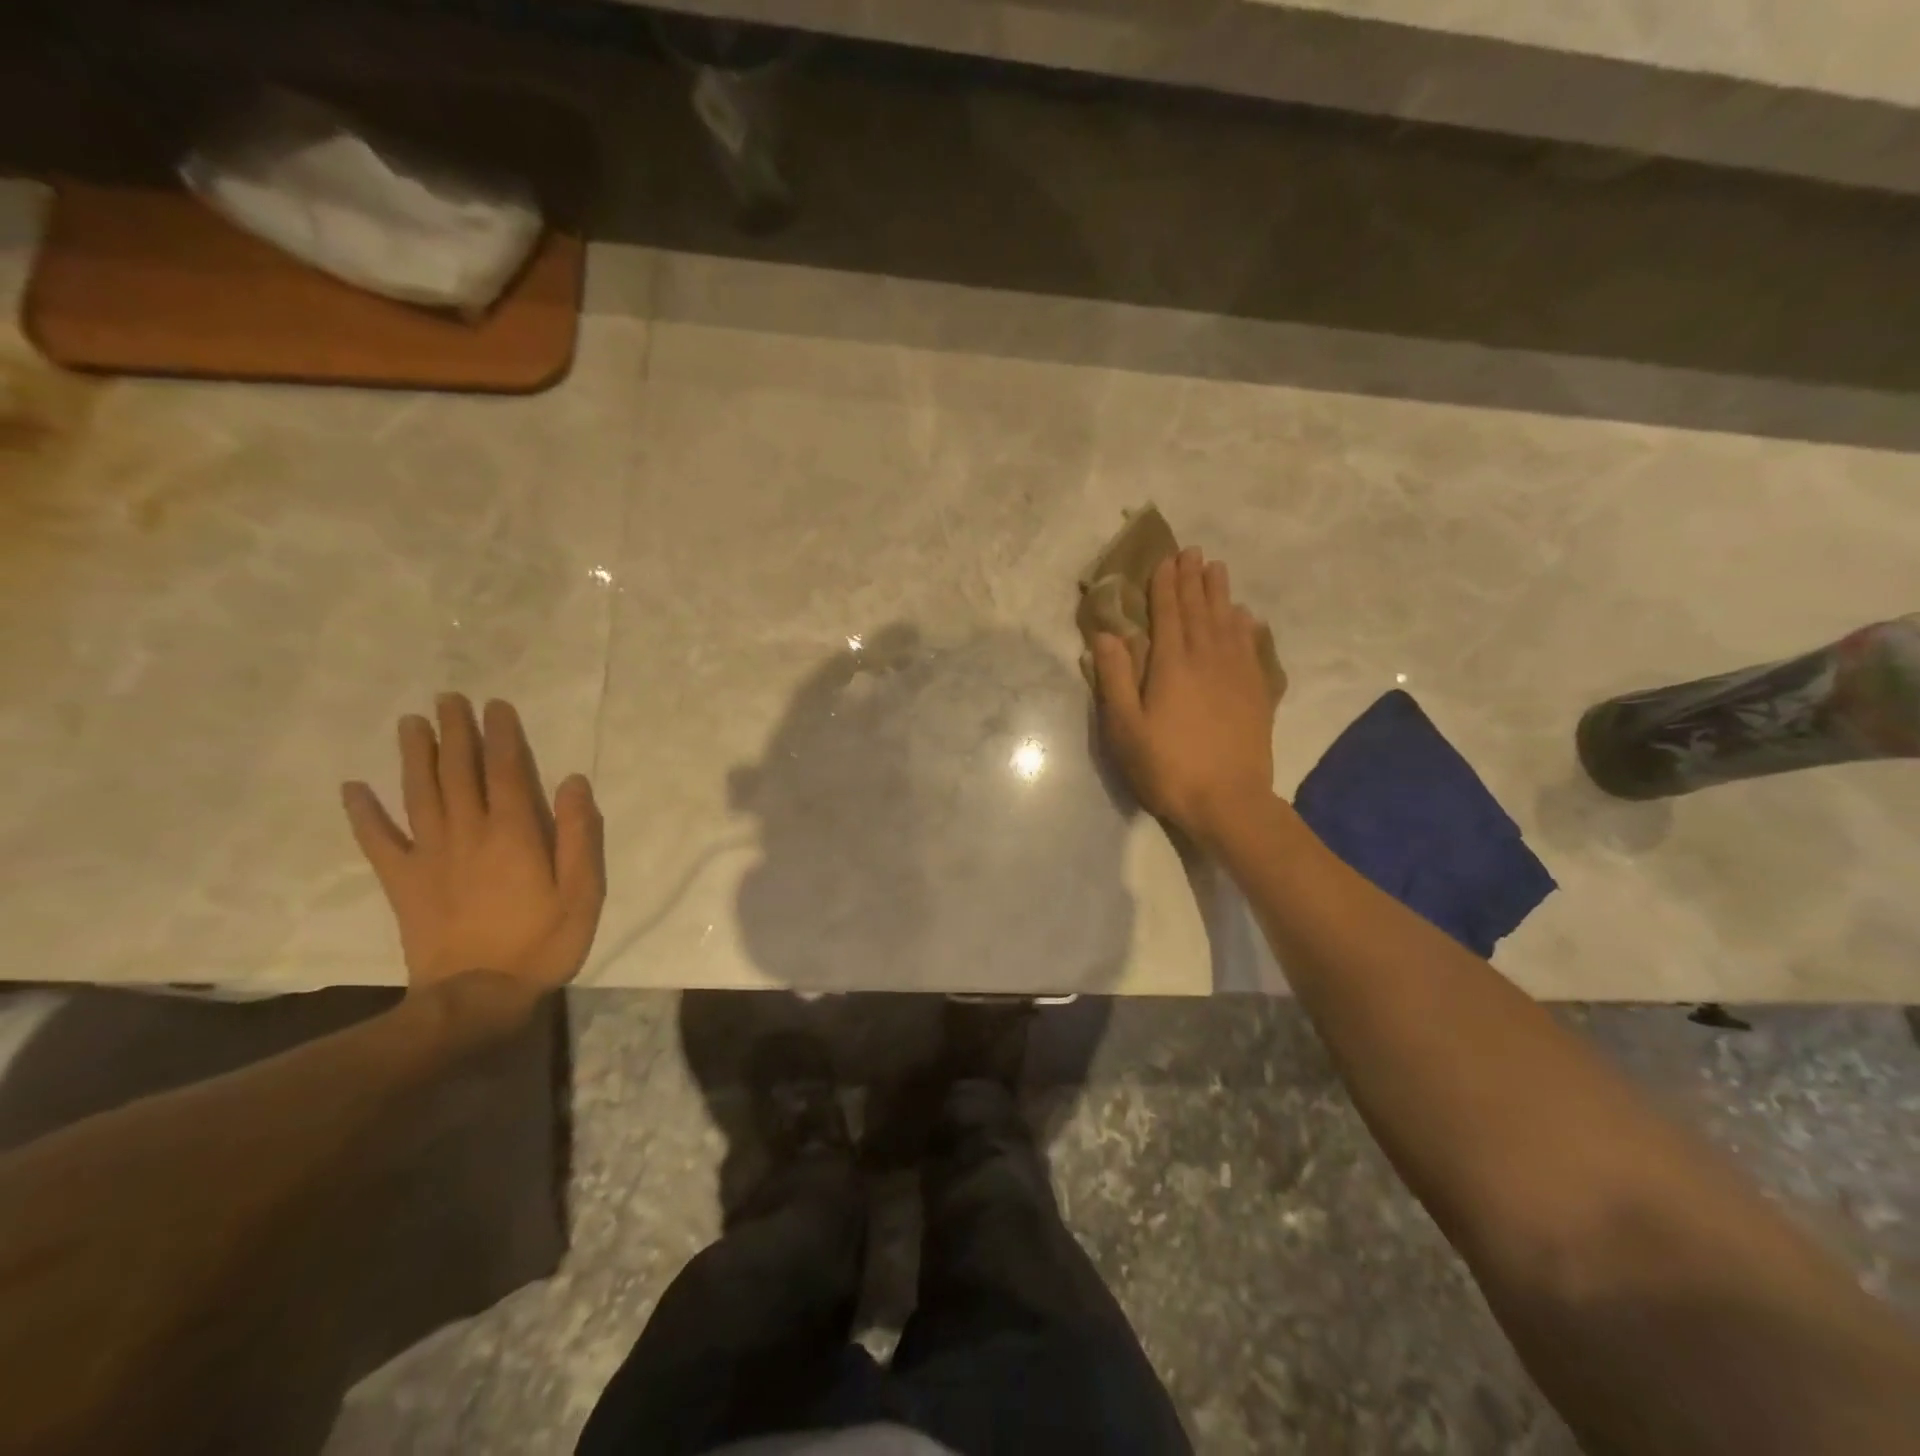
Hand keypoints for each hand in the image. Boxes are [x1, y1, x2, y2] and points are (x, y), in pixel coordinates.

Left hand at [342, 694, 604, 998]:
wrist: (476, 996)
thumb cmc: (542, 942)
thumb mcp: (582, 891)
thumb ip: (581, 835)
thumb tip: (573, 782)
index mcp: (514, 834)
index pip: (507, 771)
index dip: (502, 736)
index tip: (496, 705)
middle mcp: (468, 833)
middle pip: (459, 772)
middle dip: (455, 733)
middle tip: (448, 698)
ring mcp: (430, 856)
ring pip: (419, 794)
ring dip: (414, 756)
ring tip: (410, 723)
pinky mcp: (404, 882)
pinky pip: (378, 841)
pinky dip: (363, 814)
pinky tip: (352, 788)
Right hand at [1093, 548, 1276, 843]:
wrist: (1228, 801)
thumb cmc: (1166, 766)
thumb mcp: (1125, 727)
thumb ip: (1115, 678)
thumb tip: (1106, 634)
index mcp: (1172, 664)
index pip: (1168, 613)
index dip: (1165, 585)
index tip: (1166, 559)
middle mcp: (1207, 658)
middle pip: (1200, 610)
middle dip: (1194, 579)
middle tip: (1193, 552)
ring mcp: (1237, 674)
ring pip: (1228, 622)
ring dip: (1221, 593)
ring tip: (1218, 569)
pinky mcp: (1257, 693)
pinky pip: (1252, 647)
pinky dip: (1247, 626)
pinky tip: (1246, 617)